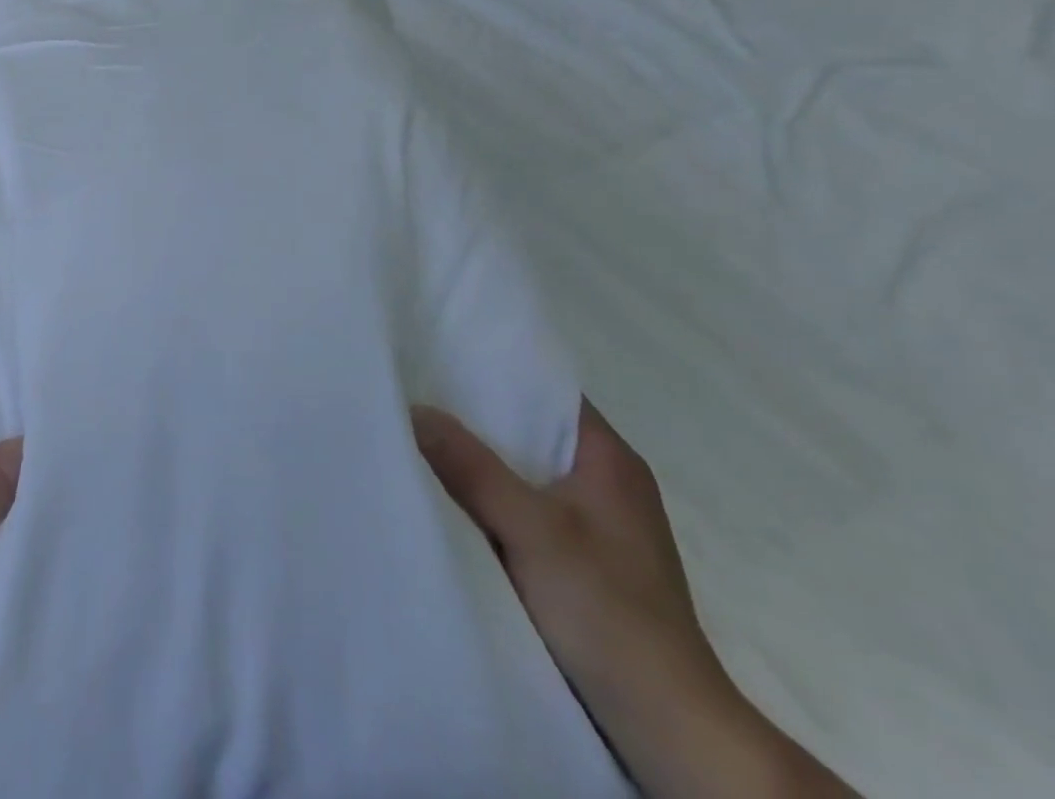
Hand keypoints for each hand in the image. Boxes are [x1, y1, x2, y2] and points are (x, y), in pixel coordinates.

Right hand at [413, 401, 857, 798]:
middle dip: (474, 415)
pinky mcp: (581, 559)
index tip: (436, 354)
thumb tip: (414, 408)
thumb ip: (472, 468)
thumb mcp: (532, 531)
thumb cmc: (609, 612)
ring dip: (479, 459)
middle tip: (413, 392)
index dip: (493, 368)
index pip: (545, 388)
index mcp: (608, 458)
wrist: (671, 729)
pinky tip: (449, 495)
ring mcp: (594, 522)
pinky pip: (523, 506)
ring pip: (523, 469)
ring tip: (419, 435)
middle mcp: (604, 480)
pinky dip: (489, 497)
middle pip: (528, 428)